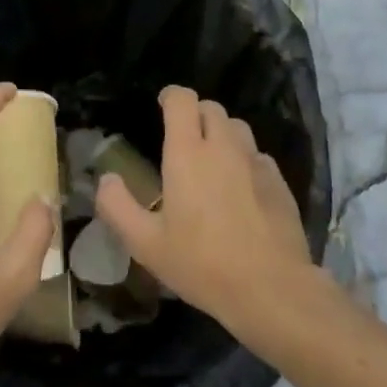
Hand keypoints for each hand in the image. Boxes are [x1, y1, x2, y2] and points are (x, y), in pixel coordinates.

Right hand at [94, 87, 315, 341]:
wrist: (272, 290)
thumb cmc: (202, 264)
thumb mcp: (145, 244)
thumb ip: (117, 207)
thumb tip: (107, 179)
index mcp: (187, 153)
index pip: (182, 100)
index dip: (170, 96)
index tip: (161, 107)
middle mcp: (223, 147)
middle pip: (211, 108)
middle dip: (194, 114)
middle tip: (182, 140)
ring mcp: (256, 162)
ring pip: (237, 128)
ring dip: (221, 133)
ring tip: (211, 160)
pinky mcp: (279, 182)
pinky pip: (257, 155)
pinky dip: (244, 159)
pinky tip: (240, 188)